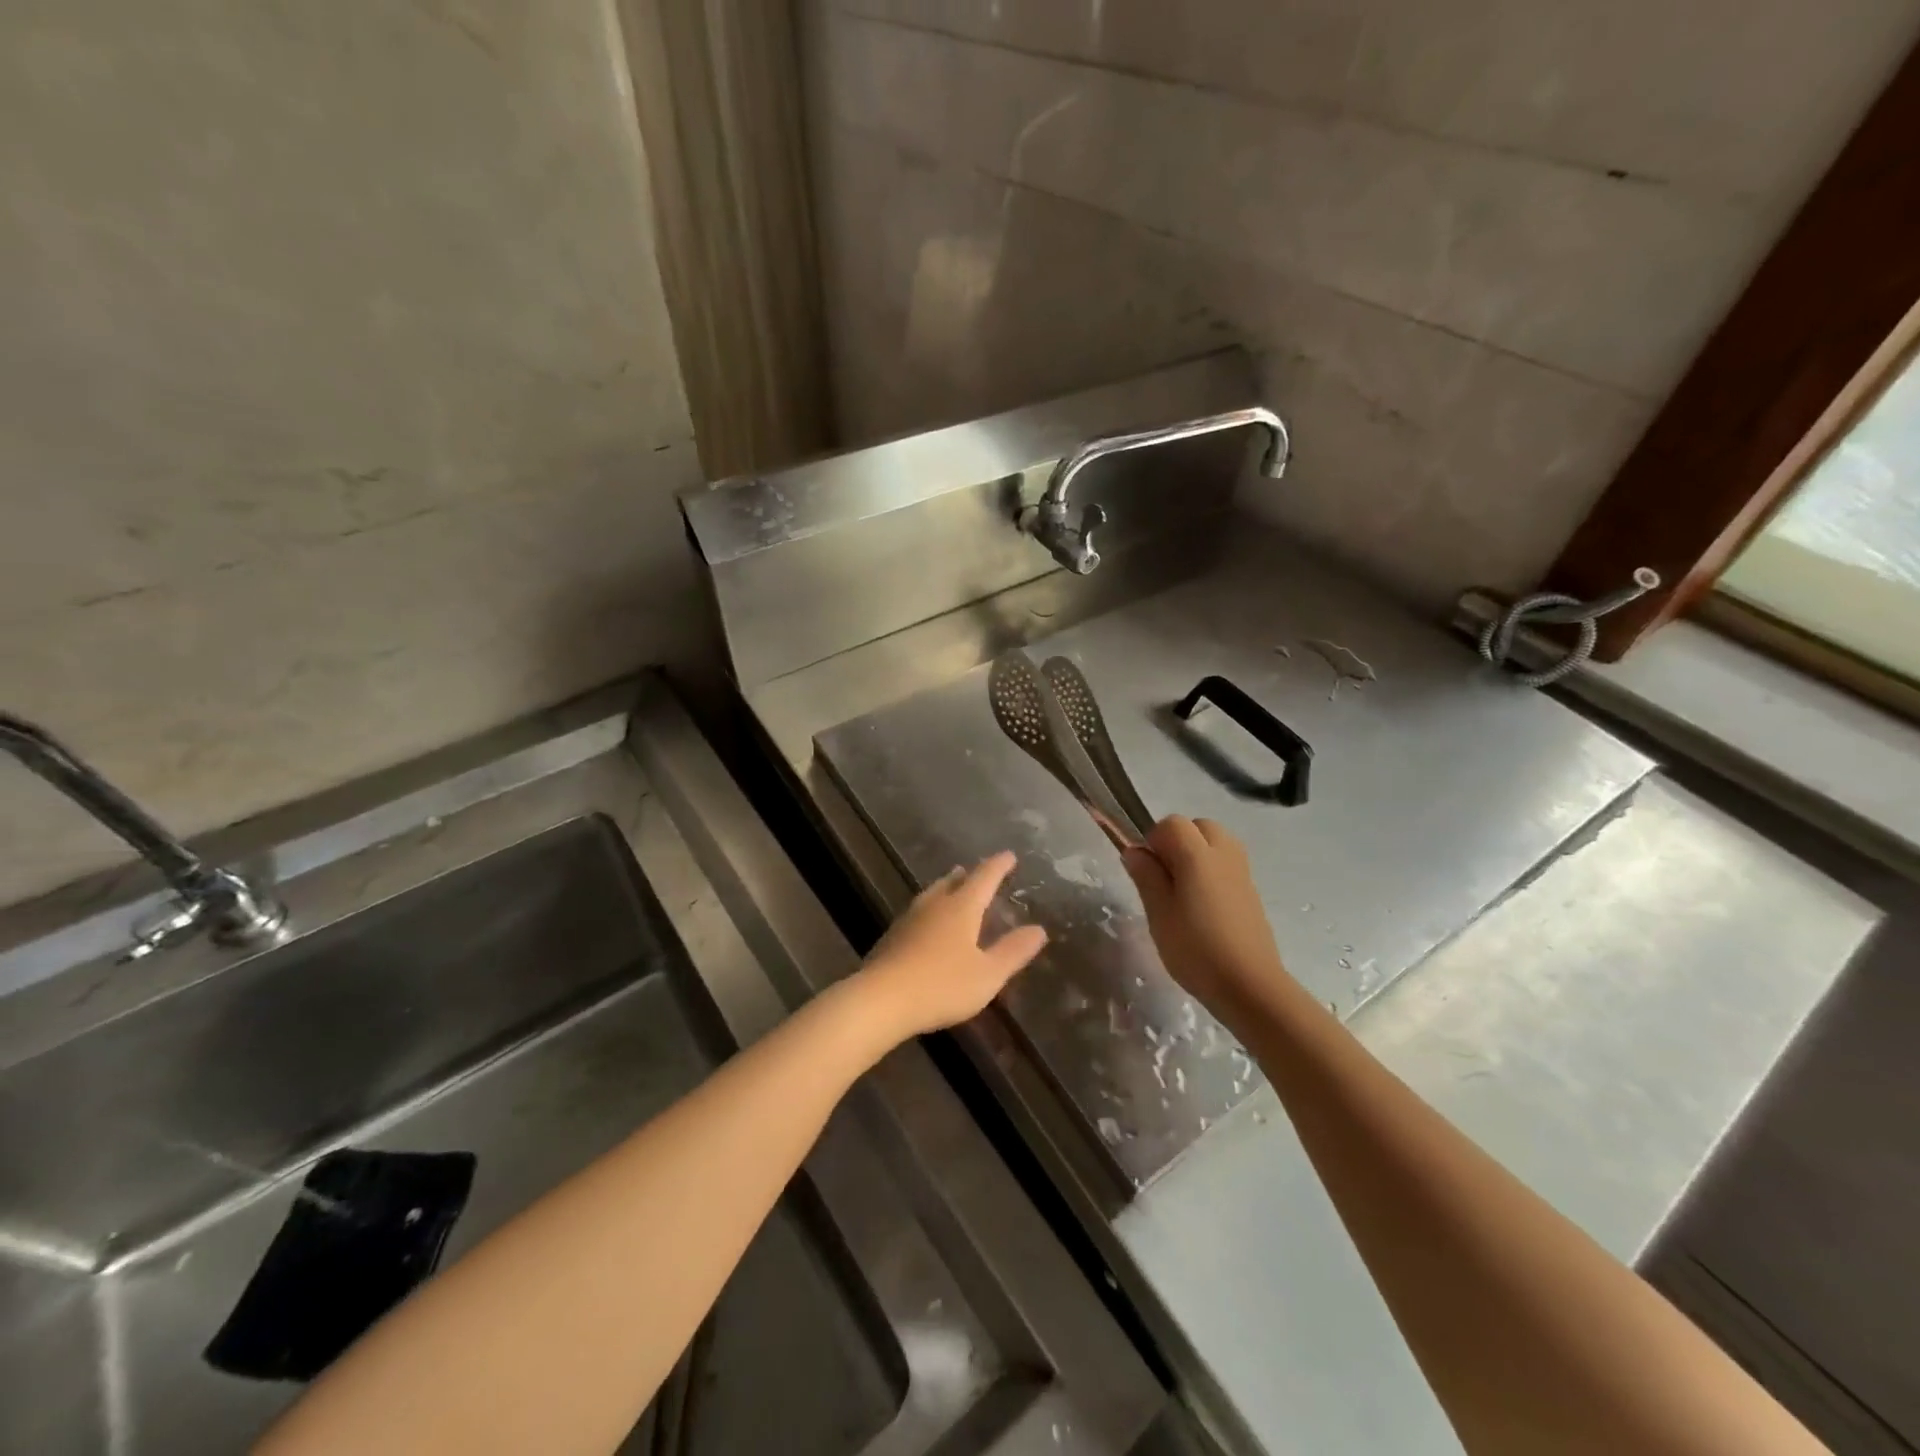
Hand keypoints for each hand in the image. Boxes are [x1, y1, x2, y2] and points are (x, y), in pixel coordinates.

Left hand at [854, 851, 1047, 1041]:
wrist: (881, 999)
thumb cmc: (942, 985)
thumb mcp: (988, 974)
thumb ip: (1013, 951)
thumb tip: (1039, 929)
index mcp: (961, 907)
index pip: (984, 877)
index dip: (998, 866)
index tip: (1009, 855)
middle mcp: (934, 904)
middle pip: (954, 881)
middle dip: (969, 875)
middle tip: (979, 871)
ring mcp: (909, 918)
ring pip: (932, 894)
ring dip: (947, 887)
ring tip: (953, 887)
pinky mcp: (892, 936)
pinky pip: (918, 912)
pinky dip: (931, 908)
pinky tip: (928, 923)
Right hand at [1121, 816, 1291, 1030]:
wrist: (1250, 986)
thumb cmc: (1196, 950)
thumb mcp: (1159, 914)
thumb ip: (1146, 876)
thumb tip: (1134, 850)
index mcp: (1198, 855)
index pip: (1172, 823)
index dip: (1154, 839)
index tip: (1146, 870)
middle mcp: (1224, 854)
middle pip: (1199, 826)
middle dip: (1178, 841)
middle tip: (1165, 877)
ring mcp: (1242, 872)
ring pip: (1216, 843)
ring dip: (1197, 854)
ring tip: (1183, 890)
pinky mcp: (1251, 892)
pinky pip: (1227, 864)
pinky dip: (1212, 871)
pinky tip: (1203, 907)